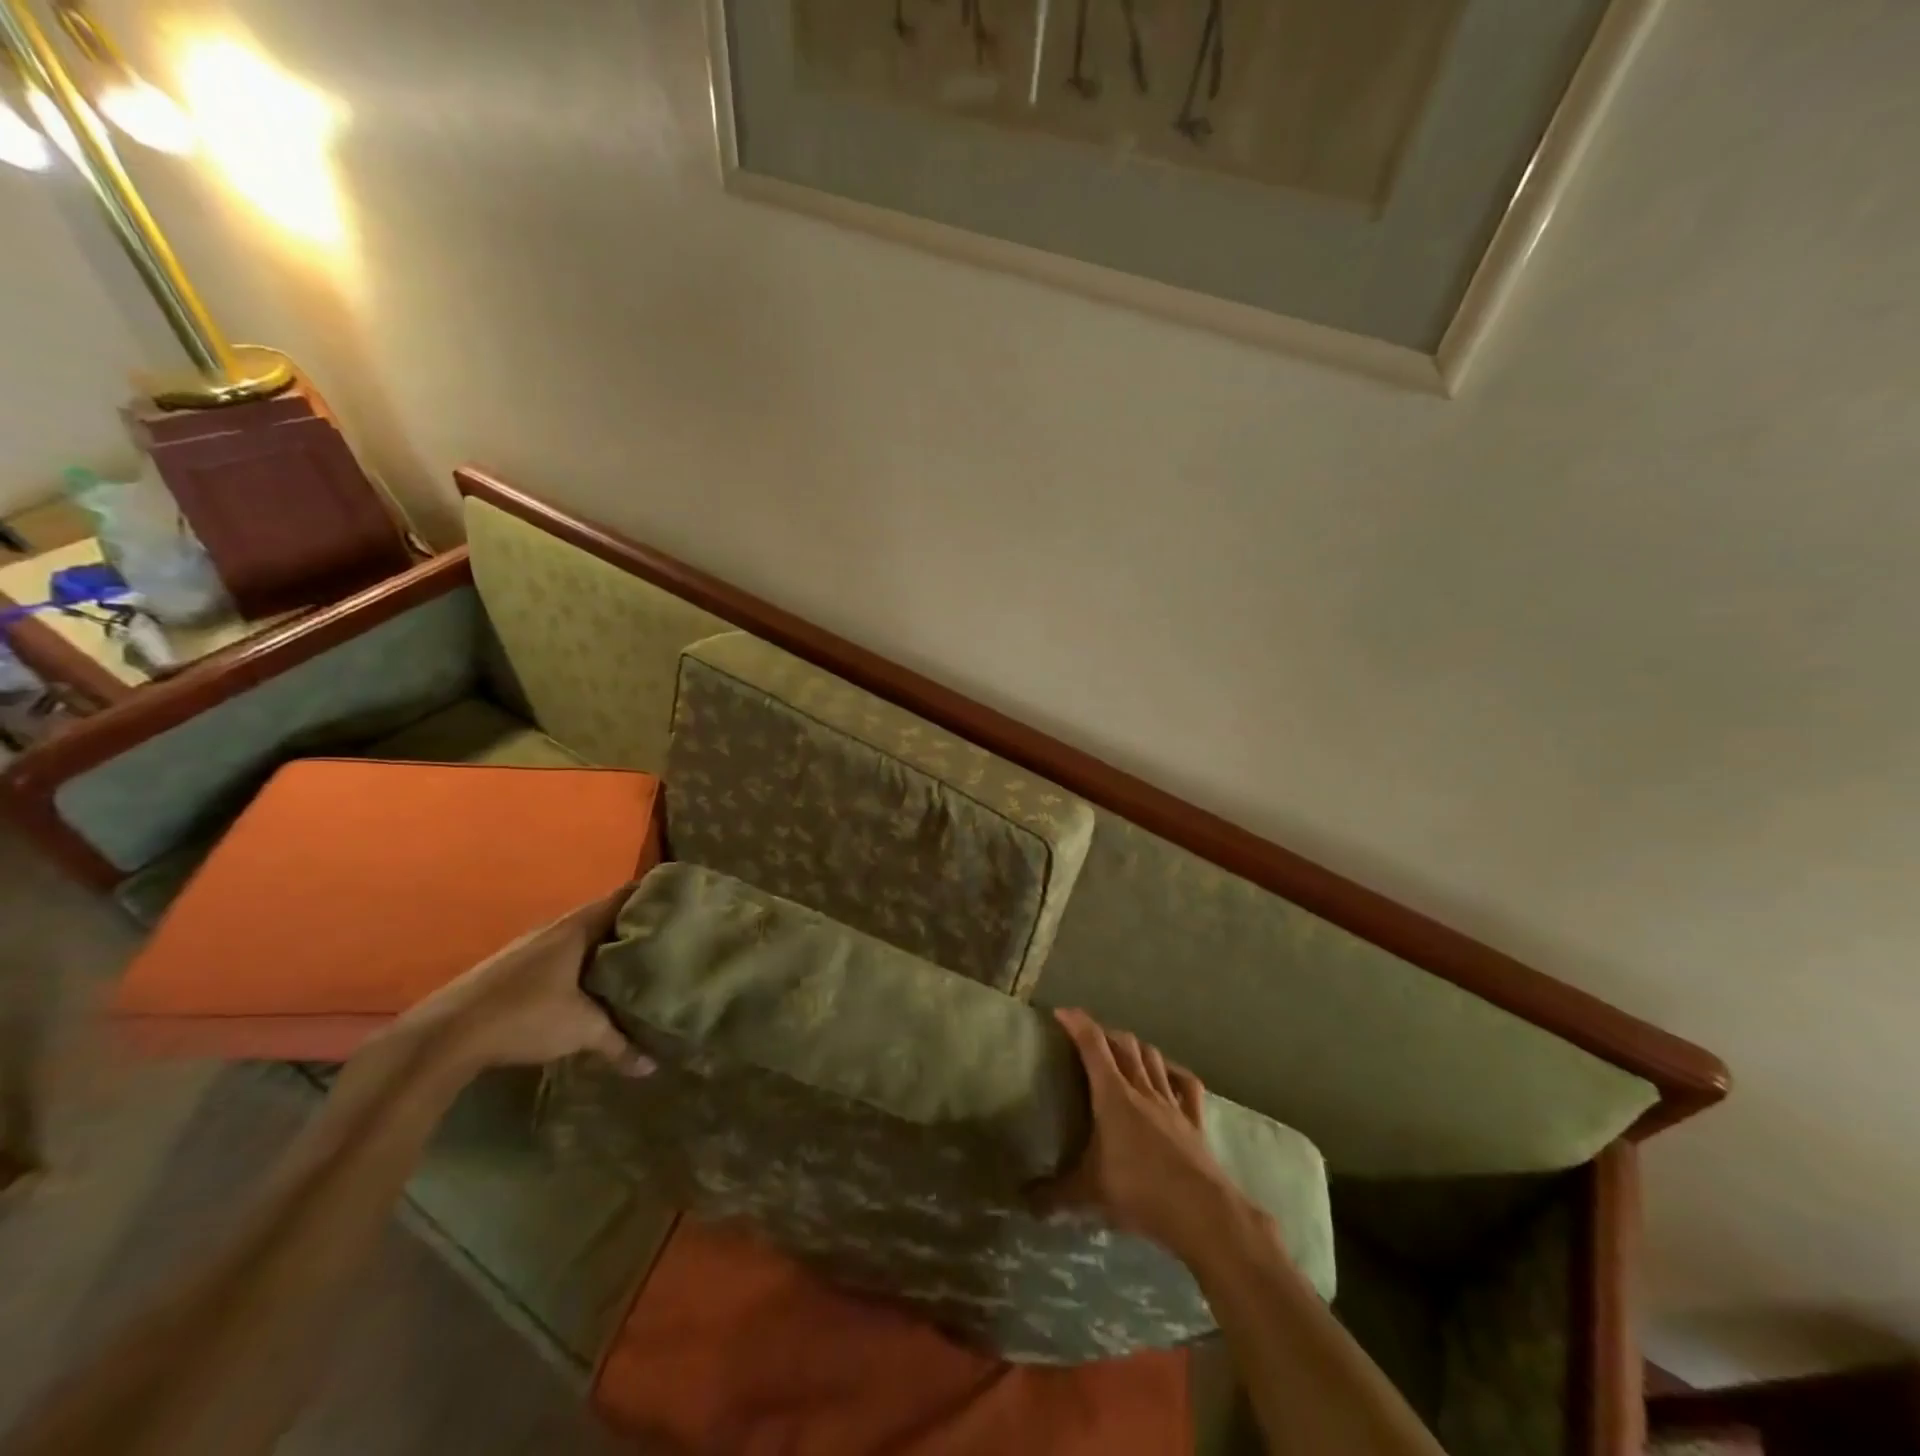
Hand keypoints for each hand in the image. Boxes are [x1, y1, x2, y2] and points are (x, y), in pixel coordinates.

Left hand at [395, 888, 655, 1073]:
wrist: (444, 1036)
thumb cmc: (524, 1016)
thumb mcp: (582, 1031)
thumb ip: (619, 1044)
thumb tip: (652, 1066)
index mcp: (577, 928)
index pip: (624, 897)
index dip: (651, 896)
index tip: (679, 901)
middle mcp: (554, 928)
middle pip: (603, 916)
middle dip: (631, 925)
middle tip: (665, 936)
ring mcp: (529, 946)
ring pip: (579, 937)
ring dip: (603, 946)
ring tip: (633, 960)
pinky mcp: (511, 968)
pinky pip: (559, 954)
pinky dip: (580, 962)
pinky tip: (587, 984)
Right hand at [1040, 1008, 1252, 1261]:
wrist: (1201, 1212)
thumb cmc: (1139, 1192)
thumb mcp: (1088, 1194)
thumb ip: (1054, 1194)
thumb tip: (1023, 1200)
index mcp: (1113, 1095)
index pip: (1092, 1045)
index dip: (1077, 1024)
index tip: (1061, 1012)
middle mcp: (1142, 1089)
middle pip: (1125, 1044)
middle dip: (1105, 1033)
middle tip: (1089, 1038)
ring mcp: (1171, 1103)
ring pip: (1153, 1058)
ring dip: (1136, 1048)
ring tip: (1124, 1051)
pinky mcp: (1194, 1121)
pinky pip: (1186, 1085)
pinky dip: (1174, 1073)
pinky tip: (1169, 1074)